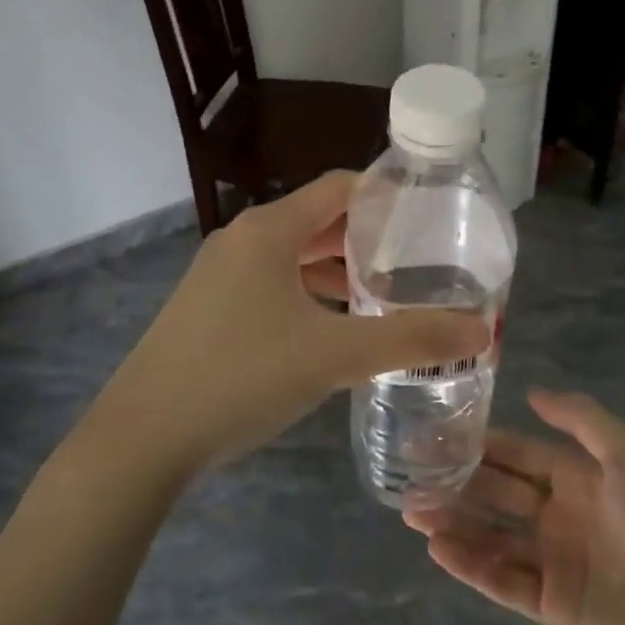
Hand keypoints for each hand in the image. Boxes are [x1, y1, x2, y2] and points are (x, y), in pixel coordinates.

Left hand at [93, 172, 491, 478]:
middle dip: (368, 239)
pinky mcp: (209, 307)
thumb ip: (410, 340)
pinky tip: (335, 328)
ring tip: (387, 295)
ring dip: (339, 271)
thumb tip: (481, 331)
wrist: (143, 437)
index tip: (431, 216)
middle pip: (318, 221)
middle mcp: (243, 239)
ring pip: (294, 257)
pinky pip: (272, 284)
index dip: (387, 195)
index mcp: (270, 230)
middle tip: (420, 261)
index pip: (340, 187)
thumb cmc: (241, 376)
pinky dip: (309, 294)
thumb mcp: (334, 355)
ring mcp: (220, 274)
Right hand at [405, 390, 624, 624]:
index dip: (477, 443)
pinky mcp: (550, 606)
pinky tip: (439, 549)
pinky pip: (501, 581)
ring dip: (452, 523)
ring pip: (490, 536)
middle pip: (494, 493)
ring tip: (411, 511)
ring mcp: (551, 561)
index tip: (434, 432)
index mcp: (575, 477)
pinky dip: (469, 565)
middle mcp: (557, 514)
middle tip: (407, 474)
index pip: (514, 454)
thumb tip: (531, 391)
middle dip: (454, 482)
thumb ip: (580, 419)